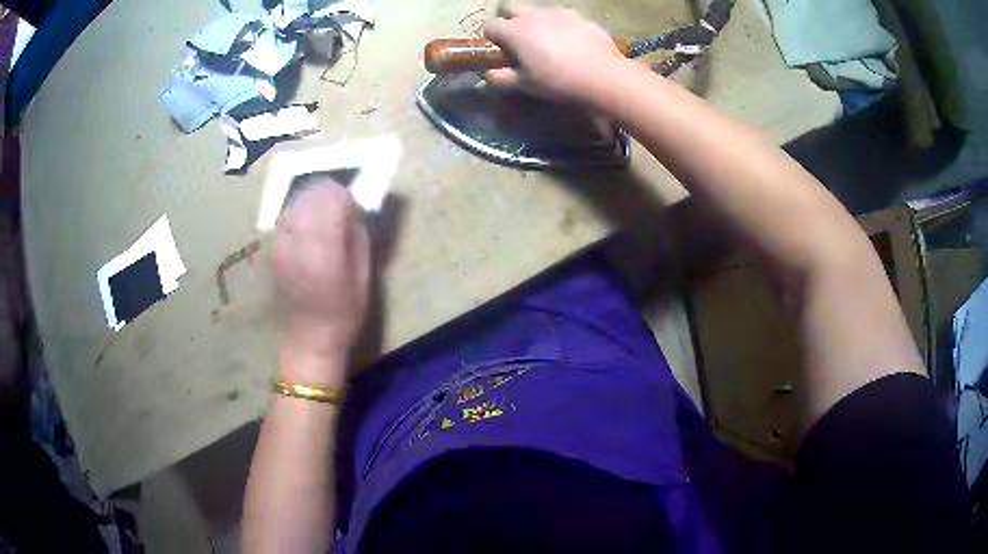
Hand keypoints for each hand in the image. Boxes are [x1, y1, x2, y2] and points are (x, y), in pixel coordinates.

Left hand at [274, 185, 369, 384]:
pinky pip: (284, 219)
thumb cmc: (344, 312)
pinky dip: (297, 217)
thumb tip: (352, 207)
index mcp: (324, 250)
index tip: (352, 205)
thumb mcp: (364, 275)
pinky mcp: (270, 251)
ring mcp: (279, 246)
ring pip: (294, 204)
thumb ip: (358, 235)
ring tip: (321, 219)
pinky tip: (305, 232)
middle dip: (326, 195)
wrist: (310, 338)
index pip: (331, 199)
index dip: (344, 195)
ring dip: (310, 203)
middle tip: (338, 208)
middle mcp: (297, 243)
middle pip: (309, 195)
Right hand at [482, 5, 626, 101]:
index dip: (491, 38)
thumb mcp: (525, 85)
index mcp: (514, 30)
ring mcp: (558, 12)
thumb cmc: (558, 81)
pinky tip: (570, 42)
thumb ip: (500, 78)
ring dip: (535, 21)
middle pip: (510, 7)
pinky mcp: (580, 16)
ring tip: (548, 42)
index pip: (489, 25)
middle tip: (519, 40)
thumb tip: (489, 73)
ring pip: (537, 10)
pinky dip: (559, 25)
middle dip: (509, 20)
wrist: (603, 76)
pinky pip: (562, 16)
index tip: (500, 51)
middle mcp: (533, 15)